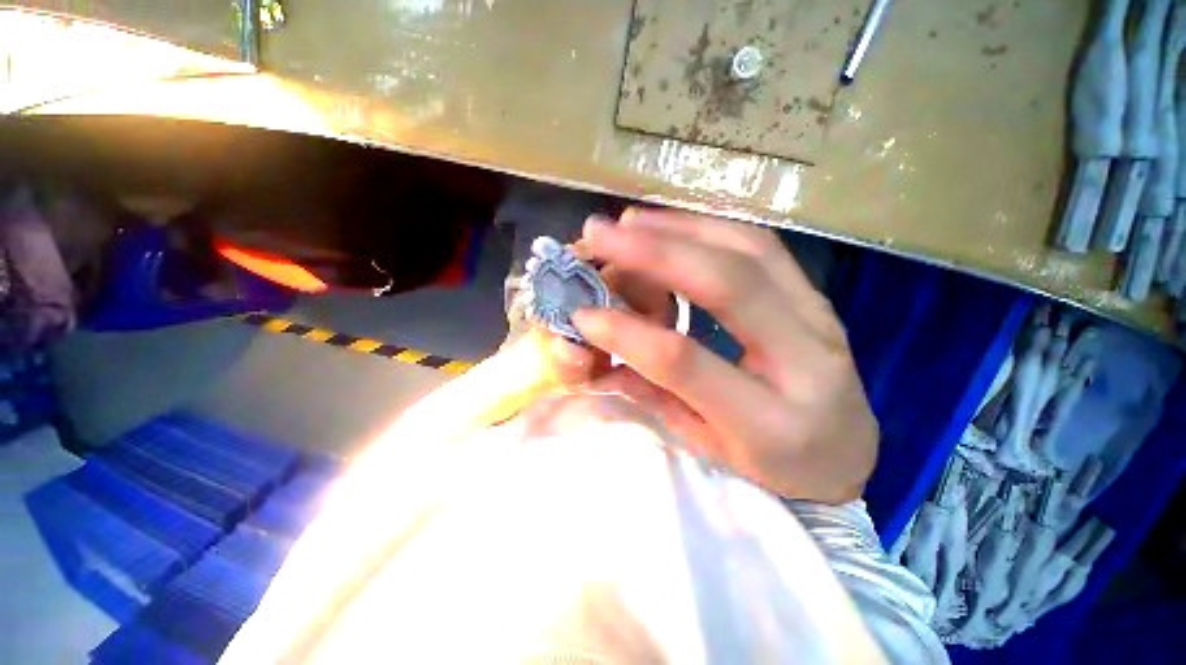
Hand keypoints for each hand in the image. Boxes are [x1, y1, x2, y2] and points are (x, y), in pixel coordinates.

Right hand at [567, 208, 877, 503]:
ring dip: (679, 228)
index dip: (628, 332)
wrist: (849, 454)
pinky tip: (670, 225)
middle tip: (600, 234)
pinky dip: (708, 227)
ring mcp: (820, 316)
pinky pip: (761, 245)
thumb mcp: (709, 448)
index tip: (583, 314)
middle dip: (653, 253)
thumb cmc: (776, 468)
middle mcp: (807, 359)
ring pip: (747, 249)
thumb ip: (654, 395)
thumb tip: (602, 352)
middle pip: (726, 284)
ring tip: (628, 222)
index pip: (685, 360)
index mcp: (772, 422)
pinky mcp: (816, 295)